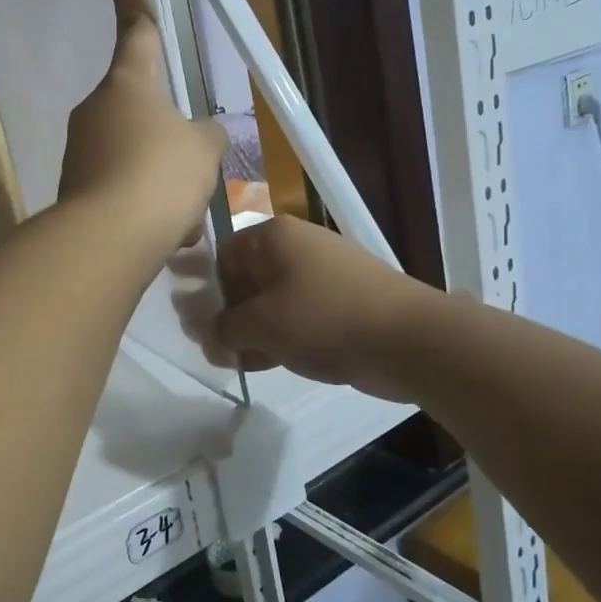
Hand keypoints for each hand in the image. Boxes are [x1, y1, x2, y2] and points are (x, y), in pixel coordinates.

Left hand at [59, 0, 227, 254]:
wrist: (108, 238)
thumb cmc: (161, 175)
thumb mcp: (201, 151)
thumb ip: (205, 137)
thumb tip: (200, 137)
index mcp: (129, 84)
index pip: (136, 27)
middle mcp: (96, 110)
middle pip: (142, 111)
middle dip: (169, 142)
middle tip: (193, 175)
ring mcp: (80, 151)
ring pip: (136, 158)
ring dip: (162, 183)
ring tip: (182, 216)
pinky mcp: (74, 190)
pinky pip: (122, 191)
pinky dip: (145, 209)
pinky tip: (162, 235)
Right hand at [213, 215, 430, 402]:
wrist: (409, 339)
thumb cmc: (325, 318)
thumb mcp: (261, 324)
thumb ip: (223, 328)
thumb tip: (209, 335)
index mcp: (273, 237)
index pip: (221, 256)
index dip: (202, 290)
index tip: (192, 325)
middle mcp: (295, 248)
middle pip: (244, 280)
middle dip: (224, 316)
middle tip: (211, 349)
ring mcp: (320, 276)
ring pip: (269, 302)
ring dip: (249, 331)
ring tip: (234, 362)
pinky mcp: (338, 303)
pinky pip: (295, 317)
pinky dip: (277, 337)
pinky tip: (264, 364)